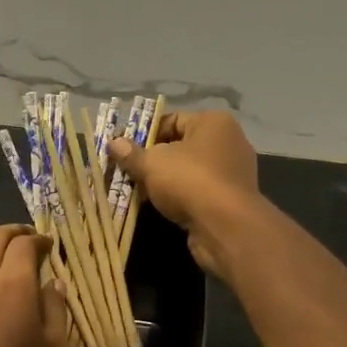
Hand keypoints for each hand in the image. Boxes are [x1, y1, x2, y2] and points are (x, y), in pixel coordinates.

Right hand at [110, 112, 258, 277]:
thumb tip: (113, 143)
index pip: (173, 119)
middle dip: (154, 159)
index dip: (145, 133)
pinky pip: (200, 190)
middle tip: (130, 172)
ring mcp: (234, 171)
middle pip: (182, 146)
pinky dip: (182, 196)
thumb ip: (131, 154)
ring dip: (167, 180)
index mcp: (213, 122)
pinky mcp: (232, 198)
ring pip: (190, 170)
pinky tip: (163, 207)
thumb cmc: (189, 181)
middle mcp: (229, 141)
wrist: (225, 226)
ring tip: (141, 191)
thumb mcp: (152, 164)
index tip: (125, 150)